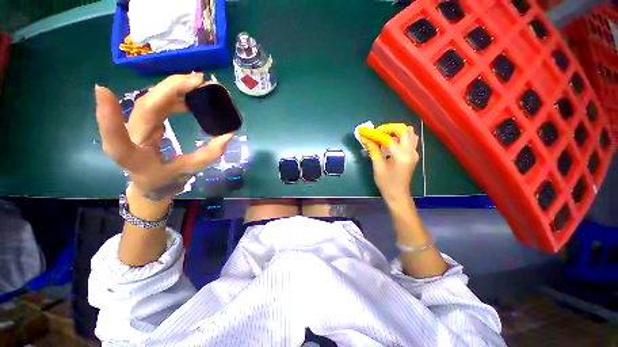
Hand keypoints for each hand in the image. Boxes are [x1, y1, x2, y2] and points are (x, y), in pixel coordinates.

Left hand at [95, 73, 233, 200]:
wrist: (151, 183)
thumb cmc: (165, 181)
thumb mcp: (188, 172)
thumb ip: (208, 155)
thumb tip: (228, 134)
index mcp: (133, 156)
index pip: (117, 137)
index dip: (109, 116)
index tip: (103, 90)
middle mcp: (131, 136)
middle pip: (145, 106)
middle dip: (170, 89)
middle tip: (199, 80)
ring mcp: (136, 126)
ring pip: (152, 100)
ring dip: (175, 88)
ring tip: (200, 84)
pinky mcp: (145, 121)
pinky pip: (159, 103)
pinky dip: (175, 96)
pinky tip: (191, 95)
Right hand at [360, 124, 419, 205]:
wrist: (398, 194)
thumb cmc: (386, 183)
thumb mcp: (377, 166)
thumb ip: (373, 149)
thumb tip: (365, 138)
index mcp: (401, 156)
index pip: (388, 138)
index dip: (375, 134)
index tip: (364, 131)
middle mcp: (411, 151)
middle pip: (403, 129)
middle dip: (388, 128)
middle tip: (376, 133)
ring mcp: (414, 152)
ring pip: (409, 132)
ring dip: (395, 131)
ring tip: (383, 137)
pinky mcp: (413, 154)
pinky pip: (410, 139)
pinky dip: (400, 137)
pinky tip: (390, 143)